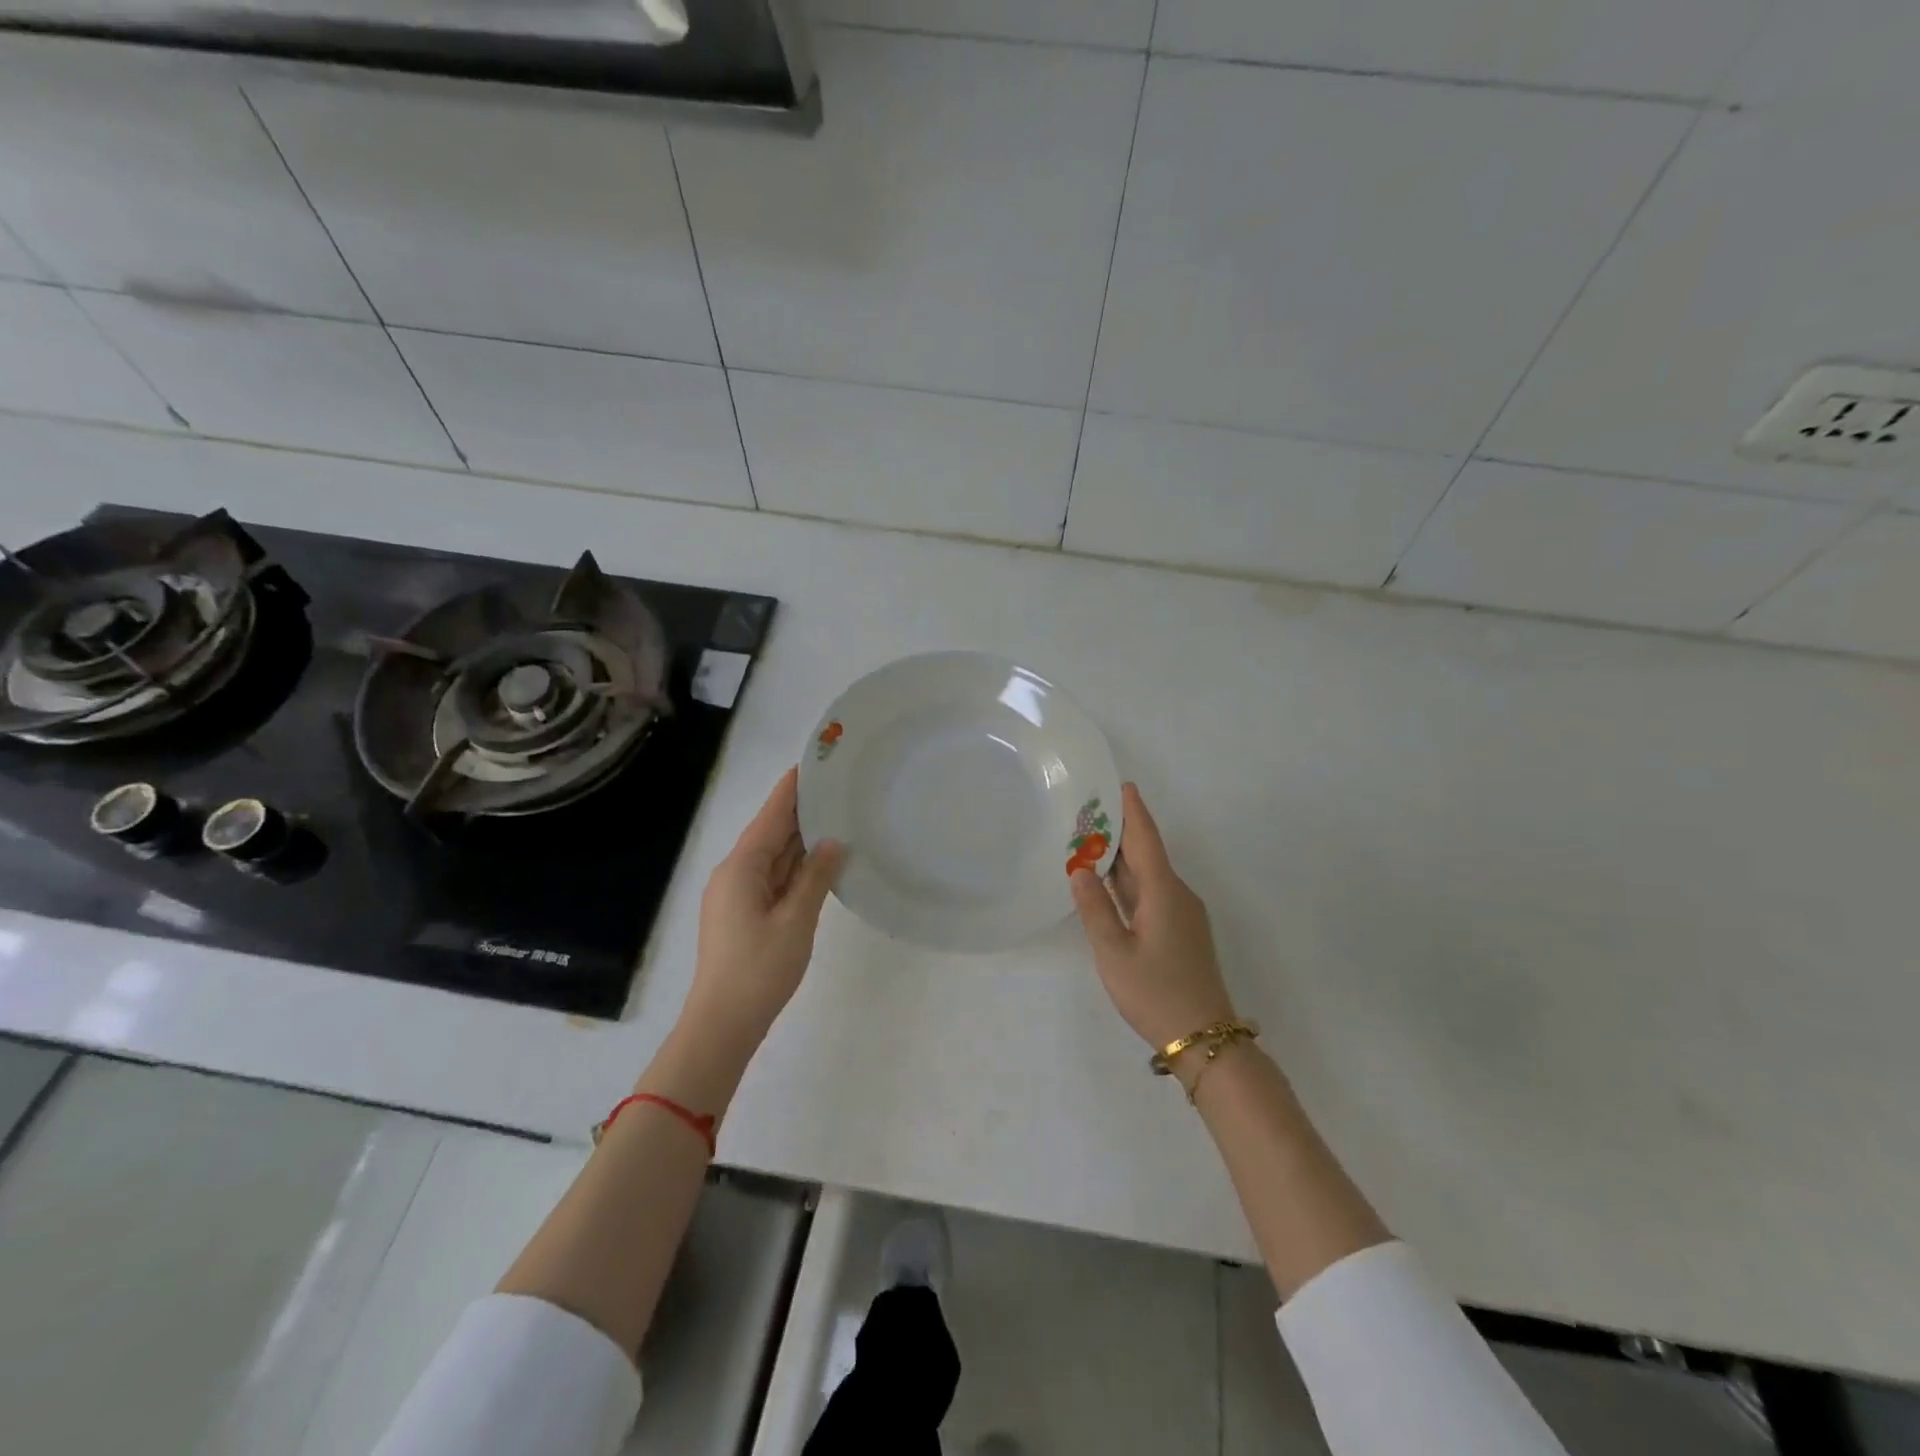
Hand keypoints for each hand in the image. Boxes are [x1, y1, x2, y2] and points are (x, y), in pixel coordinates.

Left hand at [681, 768, 844, 1054]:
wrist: (723, 1024)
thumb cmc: (759, 970)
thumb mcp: (795, 921)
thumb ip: (815, 877)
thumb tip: (834, 842)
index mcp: (742, 868)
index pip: (771, 816)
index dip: (792, 788)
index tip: (815, 761)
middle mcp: (735, 873)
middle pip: (771, 832)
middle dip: (800, 810)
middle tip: (837, 786)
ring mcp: (738, 895)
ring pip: (773, 856)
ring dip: (800, 839)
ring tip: (836, 814)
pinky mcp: (744, 914)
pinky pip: (773, 878)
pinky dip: (796, 866)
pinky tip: (820, 859)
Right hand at [1071, 783, 1236, 1051]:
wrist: (1203, 1038)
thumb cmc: (1155, 992)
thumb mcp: (1114, 953)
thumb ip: (1095, 909)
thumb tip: (1080, 869)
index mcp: (1164, 892)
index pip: (1146, 840)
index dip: (1133, 811)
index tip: (1121, 785)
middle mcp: (1177, 895)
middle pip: (1147, 854)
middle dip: (1121, 831)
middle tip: (1090, 811)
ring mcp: (1182, 914)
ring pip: (1149, 875)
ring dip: (1123, 858)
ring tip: (1092, 840)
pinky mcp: (1181, 931)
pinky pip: (1152, 893)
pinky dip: (1130, 882)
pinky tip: (1109, 884)